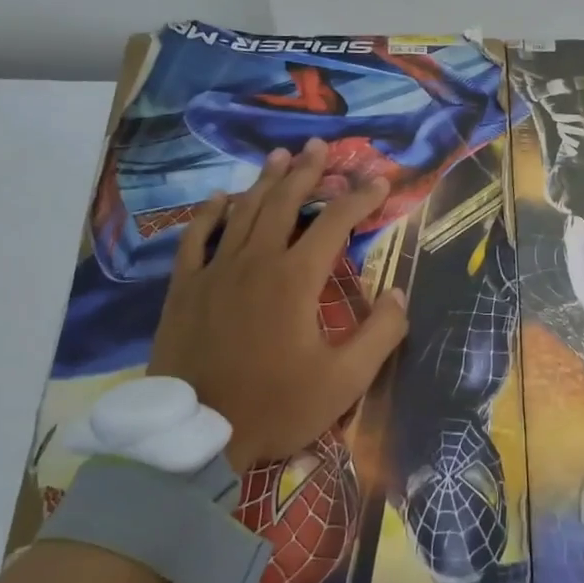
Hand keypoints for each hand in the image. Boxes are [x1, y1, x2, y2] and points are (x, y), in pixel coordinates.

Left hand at [146, 139, 408, 470]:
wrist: (198, 435)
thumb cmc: (277, 407)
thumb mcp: (344, 381)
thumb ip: (380, 334)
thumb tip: (398, 293)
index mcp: (296, 279)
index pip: (335, 223)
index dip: (360, 197)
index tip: (379, 180)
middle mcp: (255, 261)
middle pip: (285, 203)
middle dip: (308, 172)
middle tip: (321, 147)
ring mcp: (215, 271)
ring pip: (243, 211)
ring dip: (265, 181)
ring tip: (280, 156)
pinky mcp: (185, 288)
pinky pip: (196, 238)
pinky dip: (210, 213)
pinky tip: (221, 197)